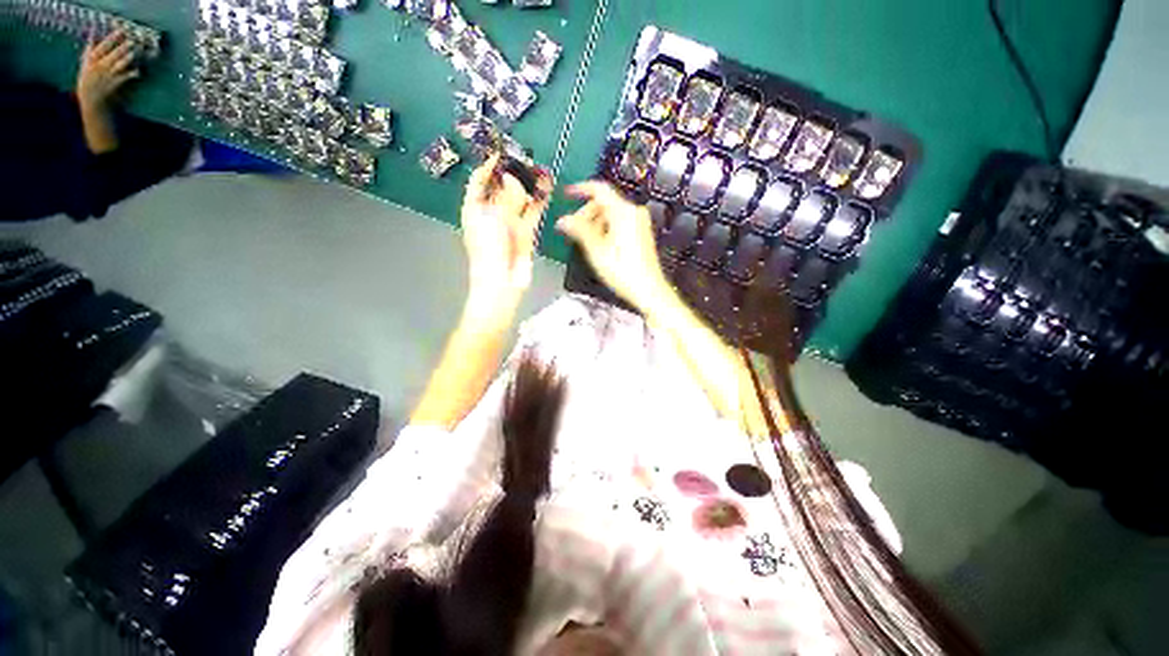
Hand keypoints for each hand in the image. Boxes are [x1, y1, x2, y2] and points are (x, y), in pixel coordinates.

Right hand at [76, 31, 138, 113]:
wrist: (92, 106)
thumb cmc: (88, 86)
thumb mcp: (85, 68)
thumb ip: (89, 53)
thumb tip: (92, 38)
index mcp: (90, 62)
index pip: (101, 46)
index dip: (112, 37)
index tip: (121, 30)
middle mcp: (98, 67)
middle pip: (113, 52)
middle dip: (124, 45)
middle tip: (133, 39)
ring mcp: (107, 76)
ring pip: (120, 62)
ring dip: (129, 56)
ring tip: (137, 49)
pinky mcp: (114, 85)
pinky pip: (126, 77)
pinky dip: (132, 73)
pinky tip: (138, 71)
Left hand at [460, 155, 551, 325]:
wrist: (501, 283)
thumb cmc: (488, 250)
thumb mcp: (492, 220)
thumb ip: (504, 197)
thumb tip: (511, 177)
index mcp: (475, 209)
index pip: (479, 181)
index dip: (489, 167)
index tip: (501, 152)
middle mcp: (492, 213)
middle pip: (502, 188)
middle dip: (513, 174)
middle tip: (525, 159)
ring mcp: (510, 223)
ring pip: (520, 199)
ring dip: (529, 186)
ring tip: (539, 169)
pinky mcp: (526, 233)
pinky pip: (533, 213)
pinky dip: (539, 201)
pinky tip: (546, 188)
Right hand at [556, 181, 673, 316]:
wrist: (648, 289)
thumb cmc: (625, 272)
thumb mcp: (596, 250)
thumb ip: (579, 230)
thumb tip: (563, 220)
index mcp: (624, 212)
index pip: (599, 189)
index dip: (580, 189)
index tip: (568, 193)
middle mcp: (634, 213)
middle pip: (604, 203)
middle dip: (586, 213)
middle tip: (573, 228)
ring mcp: (639, 223)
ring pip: (611, 214)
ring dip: (595, 223)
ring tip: (585, 240)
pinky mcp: (641, 233)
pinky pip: (619, 223)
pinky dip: (606, 229)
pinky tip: (599, 244)